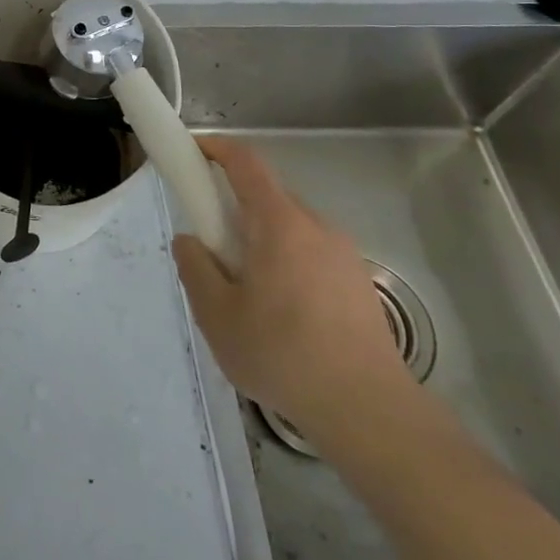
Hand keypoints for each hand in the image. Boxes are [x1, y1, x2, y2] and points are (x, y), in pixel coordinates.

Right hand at [172, 136, 408, 441]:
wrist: (369, 411)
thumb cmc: (283, 355)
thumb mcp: (217, 315)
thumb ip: (195, 268)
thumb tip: (190, 241)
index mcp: (280, 223)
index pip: (246, 162)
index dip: (216, 148)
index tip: (191, 153)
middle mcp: (316, 227)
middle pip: (267, 196)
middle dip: (234, 209)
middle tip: (212, 249)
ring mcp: (344, 255)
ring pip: (290, 228)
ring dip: (262, 241)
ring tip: (247, 294)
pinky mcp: (358, 284)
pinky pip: (311, 255)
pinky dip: (287, 264)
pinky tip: (282, 316)